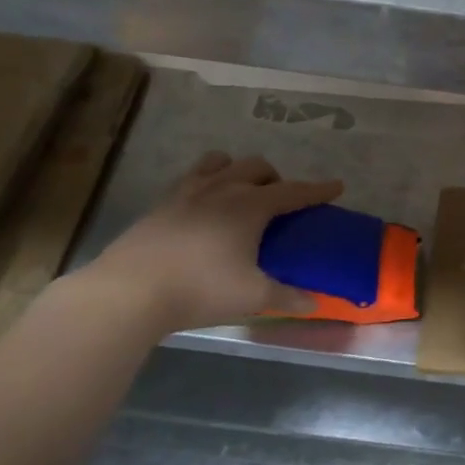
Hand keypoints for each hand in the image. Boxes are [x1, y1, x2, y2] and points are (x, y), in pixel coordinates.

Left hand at [81, 151, 343, 333]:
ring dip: (236, 170)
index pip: (294, 191)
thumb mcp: (251, 297)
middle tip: (279, 201)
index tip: (337, 185)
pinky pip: (191, 179)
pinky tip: (202, 209)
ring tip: (239, 193)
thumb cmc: (199, 289)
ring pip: (219, 162)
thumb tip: (314, 302)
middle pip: (256, 167)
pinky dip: (207, 183)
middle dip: (274, 178)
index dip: (318, 189)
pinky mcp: (160, 205)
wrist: (127, 292)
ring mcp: (186, 193)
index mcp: (250, 206)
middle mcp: (222, 189)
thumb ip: (287, 297)